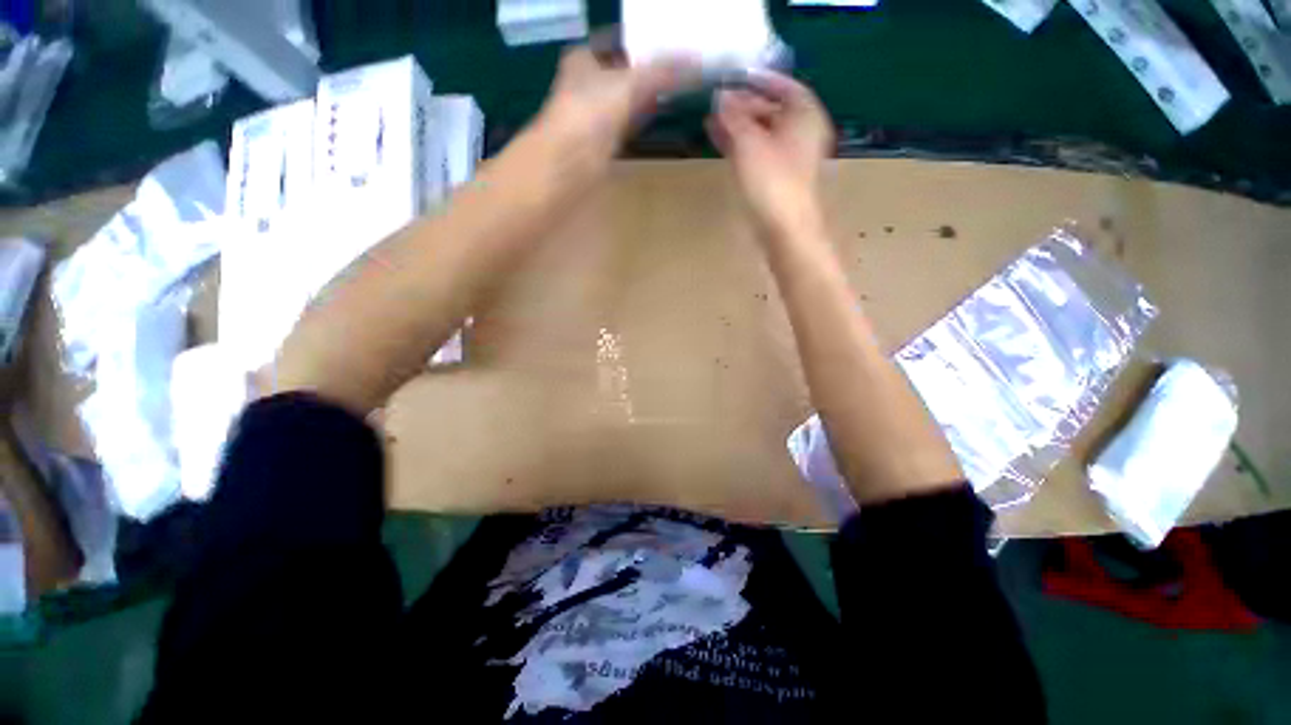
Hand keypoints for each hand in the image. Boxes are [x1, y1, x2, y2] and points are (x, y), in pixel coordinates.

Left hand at [537, 44, 698, 173]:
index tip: (668, 43)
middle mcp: (587, 85)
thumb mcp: (630, 82)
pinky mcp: (603, 144)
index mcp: (584, 59)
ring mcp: (595, 117)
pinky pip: (628, 125)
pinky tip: (660, 116)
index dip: (641, 42)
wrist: (570, 163)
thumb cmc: (591, 112)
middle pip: (623, 72)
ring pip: (626, 100)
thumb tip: (697, 65)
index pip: (617, 42)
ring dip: (647, 97)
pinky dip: (643, 120)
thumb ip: (663, 72)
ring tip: (677, 88)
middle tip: (680, 67)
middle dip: (648, 70)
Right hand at [706, 72, 834, 241]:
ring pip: (762, 134)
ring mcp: (790, 159)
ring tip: (711, 121)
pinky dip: (741, 146)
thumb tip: (720, 95)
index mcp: (805, 116)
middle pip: (772, 110)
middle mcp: (801, 133)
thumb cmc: (772, 182)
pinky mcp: (778, 180)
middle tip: (715, 102)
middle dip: (743, 105)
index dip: (760, 79)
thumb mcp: (749, 143)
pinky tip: (721, 143)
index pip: (785, 86)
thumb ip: (733, 117)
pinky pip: (758, 153)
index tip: (735, 77)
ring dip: (738, 127)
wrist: (785, 231)